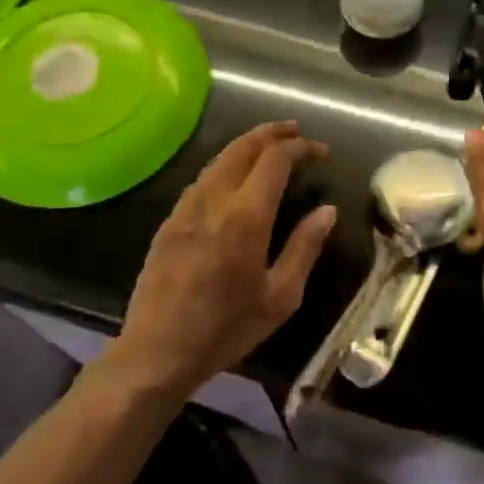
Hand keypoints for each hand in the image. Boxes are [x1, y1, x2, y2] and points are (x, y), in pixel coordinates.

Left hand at [111, 121, 336, 392]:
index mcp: (245, 217)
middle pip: (243, 147)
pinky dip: (225, 165)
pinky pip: (202, 179)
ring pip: (219, 159)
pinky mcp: (169, 221)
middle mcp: (214, 200)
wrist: (157, 352)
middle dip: (272, 132)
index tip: (320, 152)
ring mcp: (186, 208)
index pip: (275, 160)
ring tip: (269, 146)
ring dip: (247, 145)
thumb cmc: (226, 329)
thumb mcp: (280, 297)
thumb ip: (304, 248)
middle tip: (295, 131)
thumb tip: (327, 211)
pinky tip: (234, 177)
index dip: (300, 147)